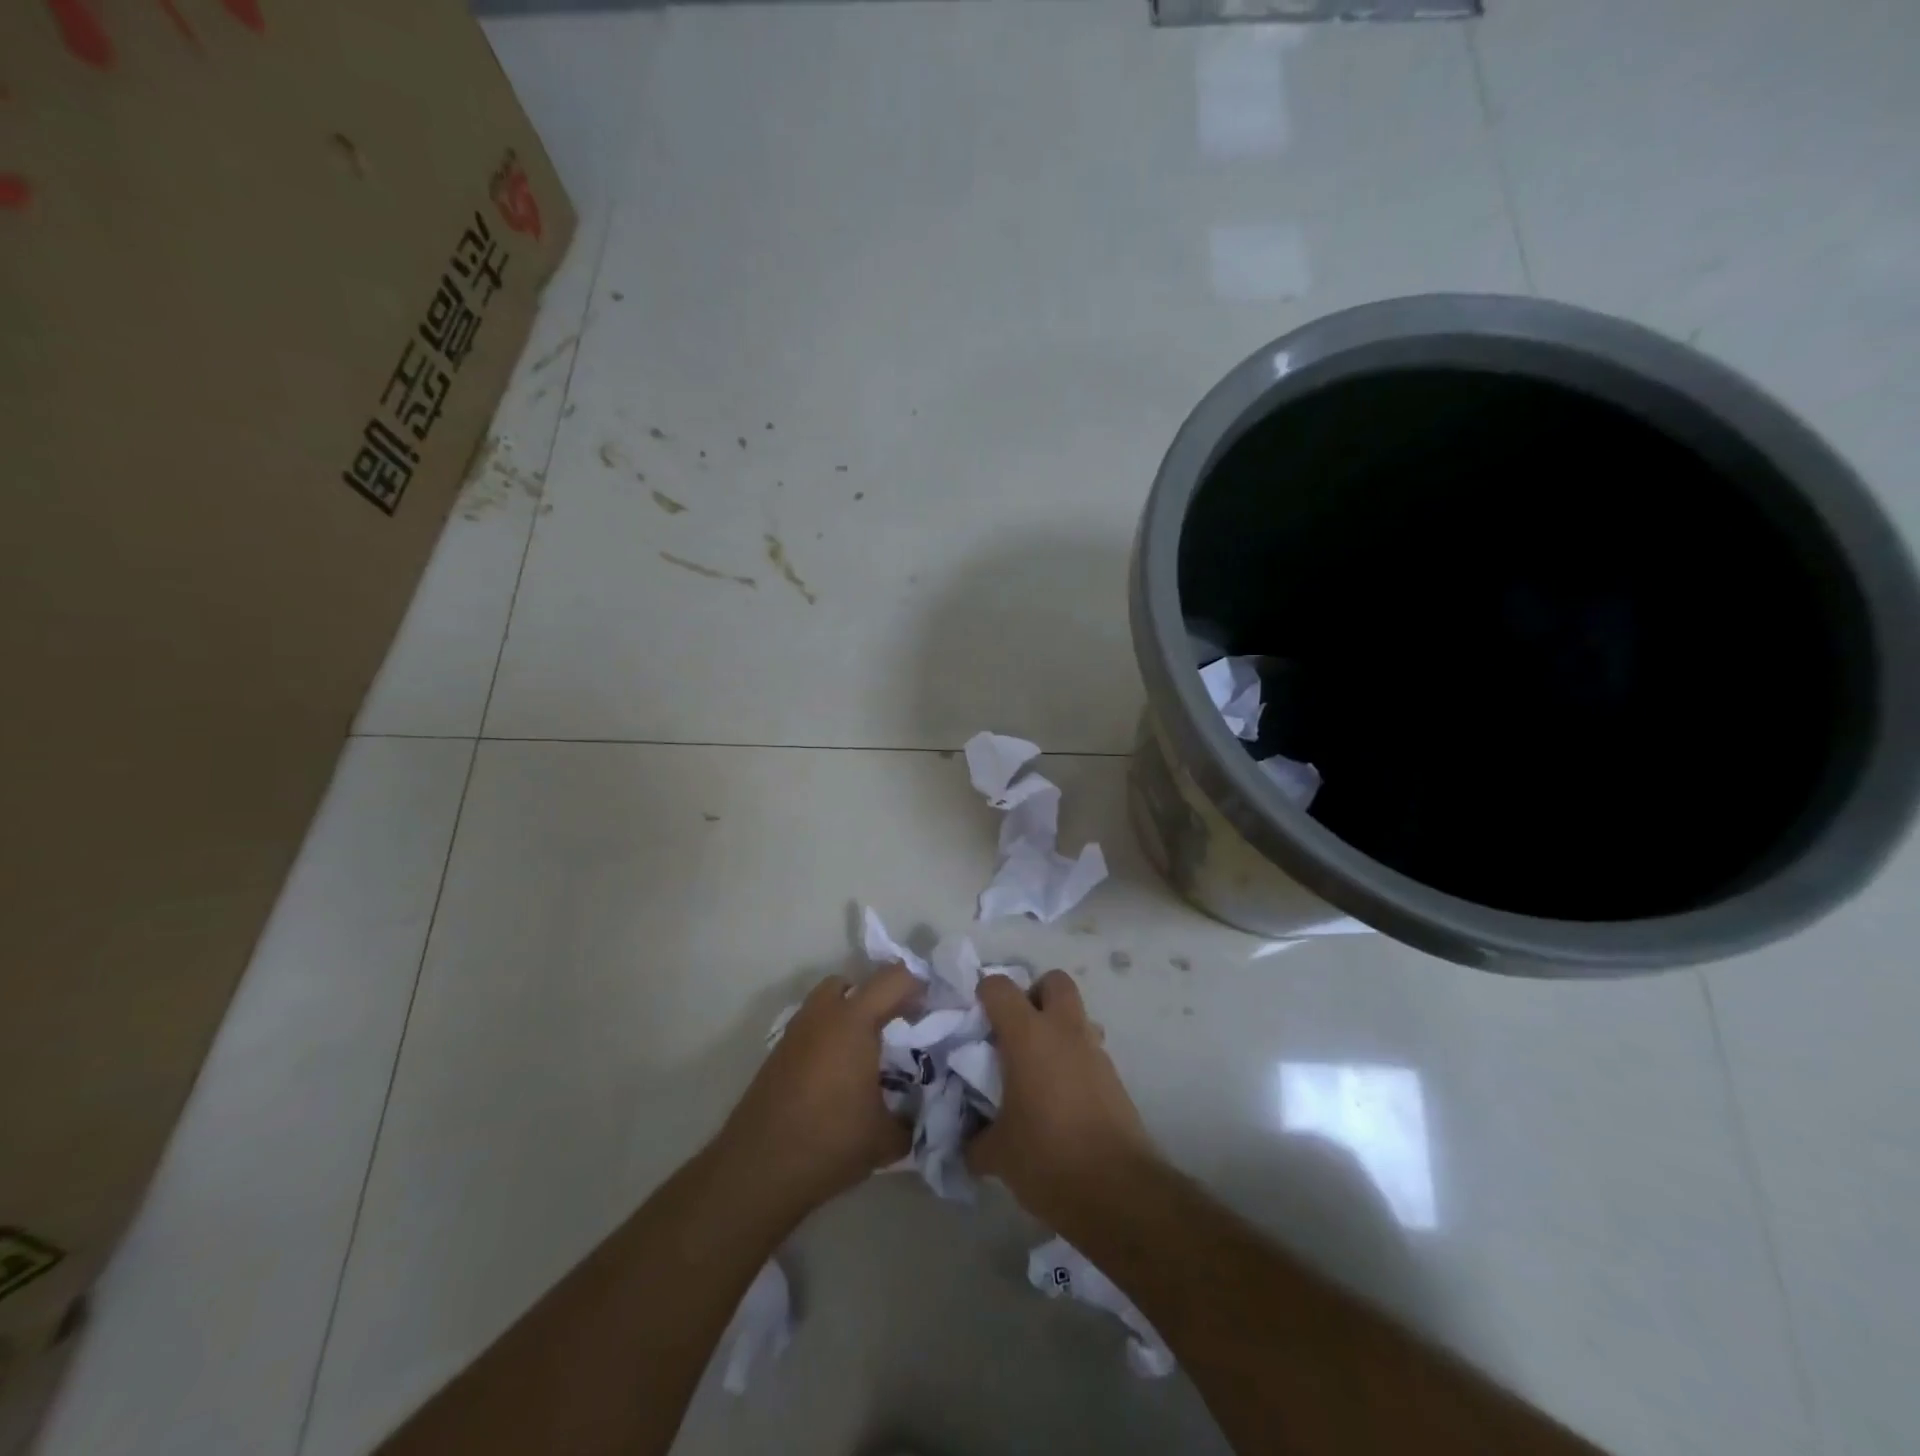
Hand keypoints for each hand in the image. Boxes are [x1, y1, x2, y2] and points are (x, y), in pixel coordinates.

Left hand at [716, 965, 919, 1219]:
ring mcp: (796, 1031)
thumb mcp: (887, 1138)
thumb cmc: (829, 1142)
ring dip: (850, 1014)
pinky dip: (828, 1036)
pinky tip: (838, 1075)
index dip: (918, 987)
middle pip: (855, 983)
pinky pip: (812, 1027)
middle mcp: (823, 1014)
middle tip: (898, 1028)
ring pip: (827, 1002)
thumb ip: (914, 1118)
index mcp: (854, 1020)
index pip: (894, 979)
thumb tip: (925, 1112)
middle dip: (879, 998)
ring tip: (867, 1053)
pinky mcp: (778, 1052)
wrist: (758, 1169)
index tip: (933, 1011)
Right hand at [966, 969, 1158, 1229]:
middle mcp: (1064, 1031)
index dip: (984, 996)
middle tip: (1015, 1032)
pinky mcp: (1115, 1077)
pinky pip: (1089, 1050)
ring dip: (1057, 1029)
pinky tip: (1059, 1098)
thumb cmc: (1048, 1159)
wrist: (1118, 1192)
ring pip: (1076, 1016)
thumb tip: (968, 1141)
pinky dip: (1072, 1059)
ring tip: (1038, 1070)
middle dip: (1034, 996)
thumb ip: (975, 1139)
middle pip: (1054, 981)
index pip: (999, 987)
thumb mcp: (997, 1154)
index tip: (974, 1022)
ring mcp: (1095, 1052)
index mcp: (1028, 1036)